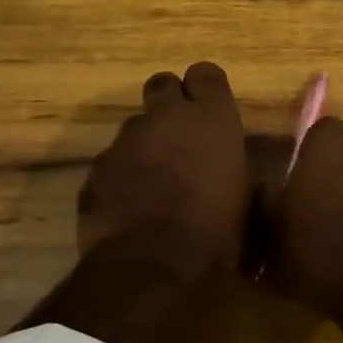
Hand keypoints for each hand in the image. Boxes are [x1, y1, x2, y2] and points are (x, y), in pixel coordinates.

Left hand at [76, 61, 248, 278]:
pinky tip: (130, 206)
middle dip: (170, 103)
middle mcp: (166, 117)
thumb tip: (240, 176)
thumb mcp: (245, 203)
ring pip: (135, 126)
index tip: (210, 111)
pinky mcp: (97, 169)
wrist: (150, 268)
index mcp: (211, 119)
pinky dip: (121, 175)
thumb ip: (238, 174)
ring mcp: (125, 141)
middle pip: (163, 85)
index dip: (206, 90)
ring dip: (145, 143)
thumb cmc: (214, 235)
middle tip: (180, 136)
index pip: (206, 74)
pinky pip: (111, 161)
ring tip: (154, 181)